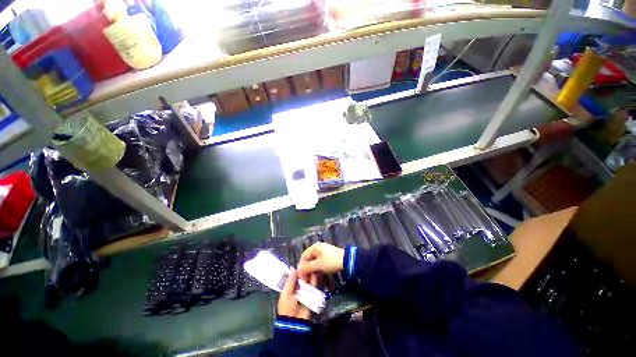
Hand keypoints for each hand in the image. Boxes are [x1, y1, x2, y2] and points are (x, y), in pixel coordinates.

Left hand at [278, 269, 316, 319]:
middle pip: (301, 279)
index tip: (300, 264)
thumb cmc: (287, 308)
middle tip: (306, 264)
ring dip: (308, 275)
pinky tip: (314, 274)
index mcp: (289, 289)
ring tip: (310, 267)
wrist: (295, 322)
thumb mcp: (286, 294)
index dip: (296, 272)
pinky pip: (313, 286)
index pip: (293, 278)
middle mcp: (297, 290)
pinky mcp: (311, 295)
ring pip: (307, 281)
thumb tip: (292, 268)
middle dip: (303, 272)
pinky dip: (314, 280)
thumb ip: (290, 281)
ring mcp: (304, 292)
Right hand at [298, 242, 344, 280]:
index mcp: (314, 248)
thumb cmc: (331, 261)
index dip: (302, 267)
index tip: (302, 278)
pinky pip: (320, 266)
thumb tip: (298, 270)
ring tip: (314, 284)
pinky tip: (319, 281)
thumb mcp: (318, 265)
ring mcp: (323, 254)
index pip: (303, 257)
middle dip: (308, 272)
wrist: (347, 261)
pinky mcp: (327, 259)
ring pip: (314, 265)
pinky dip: (318, 273)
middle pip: (309, 261)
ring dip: (313, 274)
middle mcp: (317, 249)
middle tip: (309, 283)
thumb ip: (307, 268)